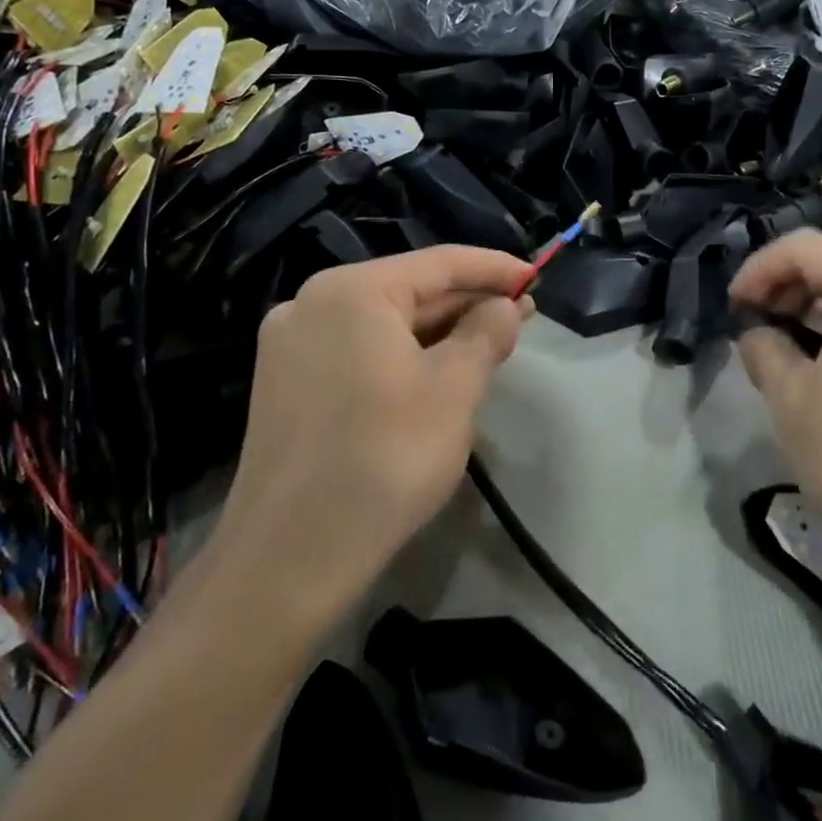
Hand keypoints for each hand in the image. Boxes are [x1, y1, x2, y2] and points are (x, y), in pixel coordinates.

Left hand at [215, 247, 533, 625]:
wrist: (291, 557)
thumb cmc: (386, 458)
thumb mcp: (454, 389)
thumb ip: (486, 333)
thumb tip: (505, 306)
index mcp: (350, 291)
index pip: (439, 263)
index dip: (494, 268)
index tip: (535, 275)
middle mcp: (311, 305)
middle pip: (409, 291)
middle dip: (468, 303)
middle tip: (522, 314)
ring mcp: (292, 347)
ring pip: (384, 325)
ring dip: (439, 332)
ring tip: (490, 343)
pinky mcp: (286, 386)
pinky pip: (359, 352)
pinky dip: (404, 356)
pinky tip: (438, 372)